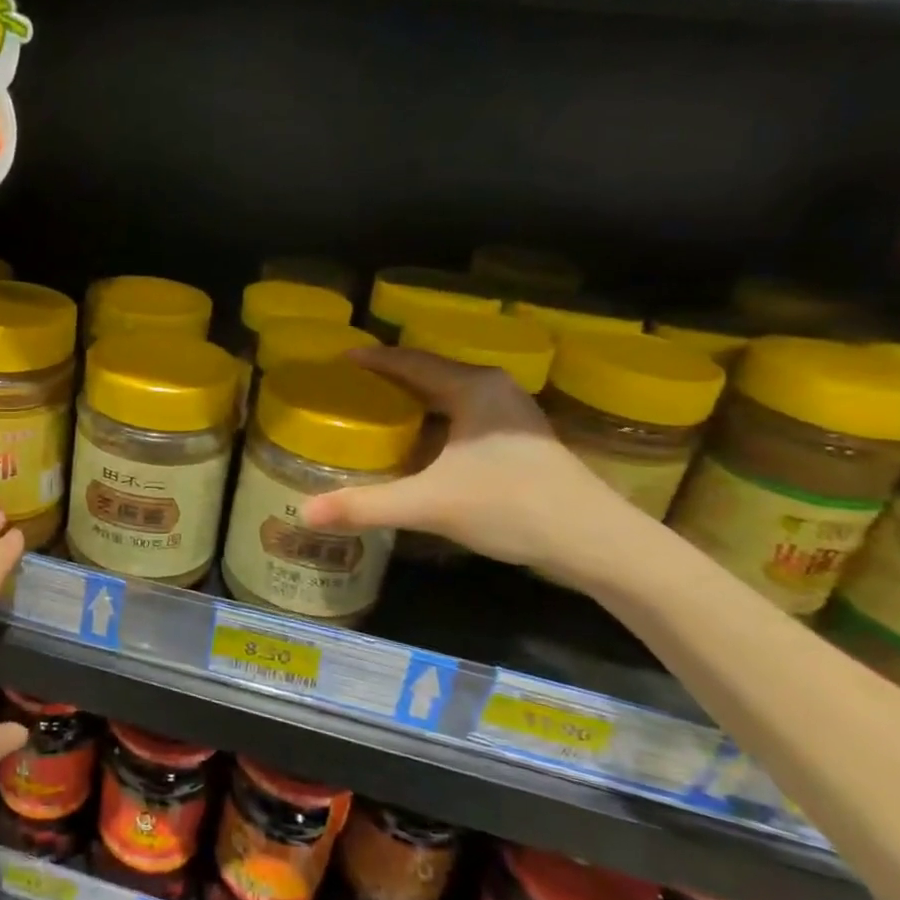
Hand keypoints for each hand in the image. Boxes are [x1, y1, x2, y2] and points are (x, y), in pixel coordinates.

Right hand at [302, 346, 628, 575]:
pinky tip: (418, 444)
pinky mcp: (520, 440)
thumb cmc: (510, 506)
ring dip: (414, 400)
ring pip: (450, 395)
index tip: (339, 358)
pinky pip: (464, 415)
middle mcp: (493, 390)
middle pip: (430, 373)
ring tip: (375, 410)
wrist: (595, 542)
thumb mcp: (429, 504)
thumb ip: (364, 506)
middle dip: (390, 378)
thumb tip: (304, 514)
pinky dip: (435, 420)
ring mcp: (512, 415)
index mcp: (471, 388)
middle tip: (349, 387)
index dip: (372, 359)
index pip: (410, 361)